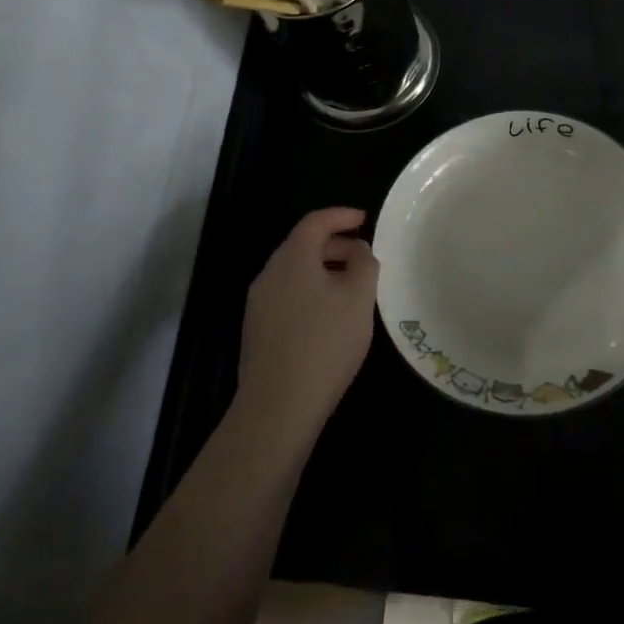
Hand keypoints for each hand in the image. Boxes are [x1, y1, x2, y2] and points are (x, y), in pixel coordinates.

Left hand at [237, 208, 379, 438]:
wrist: (278, 407)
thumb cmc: (325, 343)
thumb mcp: (359, 299)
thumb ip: (364, 265)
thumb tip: (358, 250)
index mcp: (292, 259)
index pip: (315, 222)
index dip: (341, 216)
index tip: (365, 220)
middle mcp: (269, 275)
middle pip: (302, 246)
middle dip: (335, 245)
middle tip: (364, 256)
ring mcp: (259, 304)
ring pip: (294, 273)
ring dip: (324, 270)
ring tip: (352, 288)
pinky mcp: (257, 331)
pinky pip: (287, 295)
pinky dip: (311, 291)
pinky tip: (330, 317)